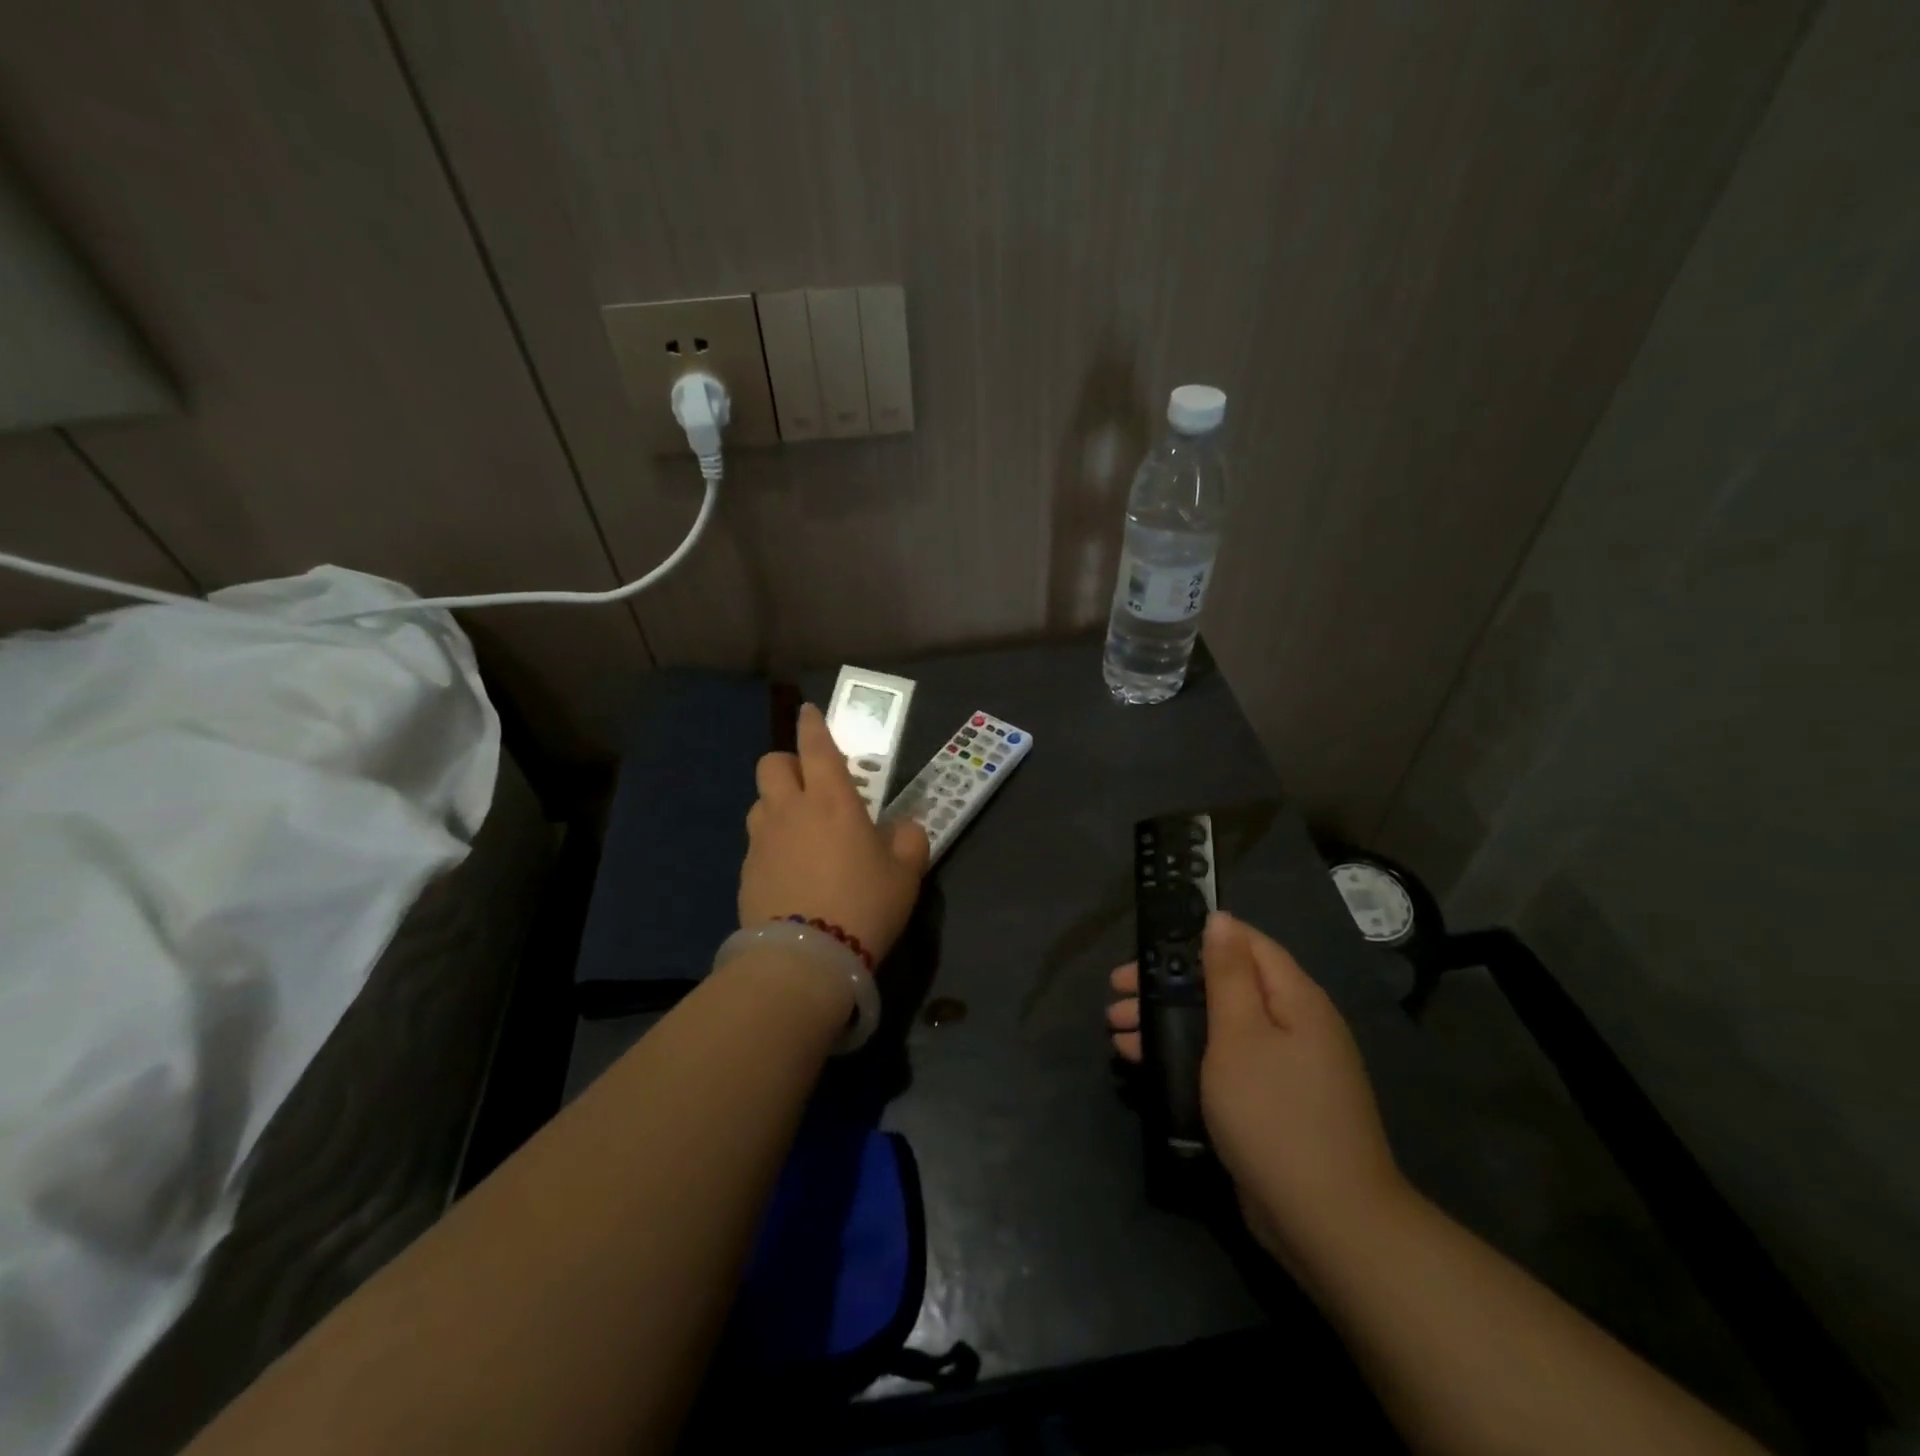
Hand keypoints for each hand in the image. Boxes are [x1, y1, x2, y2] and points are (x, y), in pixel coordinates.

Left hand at [739, 703, 930, 961]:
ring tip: (799, 831)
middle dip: (787, 764)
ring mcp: (762, 840)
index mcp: (832, 800)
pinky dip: (772, 844)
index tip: (809, 712)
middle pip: (771, 764)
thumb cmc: (863, 904)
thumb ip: (909, 841)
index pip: (816, 746)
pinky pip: (756, 843)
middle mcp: (790, 810)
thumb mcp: (905, 874)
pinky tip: (790, 872)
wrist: (805, 958)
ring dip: (777, 804)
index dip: (813, 724)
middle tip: (809, 786)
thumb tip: (905, 829)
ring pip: (759, 802)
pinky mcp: (746, 872)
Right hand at [1107, 912, 1405, 1266]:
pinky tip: (1143, 1063)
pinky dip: (1184, 1056)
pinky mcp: (1270, 1103)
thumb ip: (1227, 973)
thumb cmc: (1274, 1112)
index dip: (1196, 937)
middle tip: (1116, 992)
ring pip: (1217, 1026)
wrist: (1327, 1222)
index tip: (1148, 947)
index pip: (1246, 944)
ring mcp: (1284, 1068)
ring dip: (1167, 1022)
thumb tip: (1220, 919)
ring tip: (1116, 1031)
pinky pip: (1222, 1062)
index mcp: (1294, 998)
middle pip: (1223, 985)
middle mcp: (1294, 1025)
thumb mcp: (1240, 1034)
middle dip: (1168, 986)